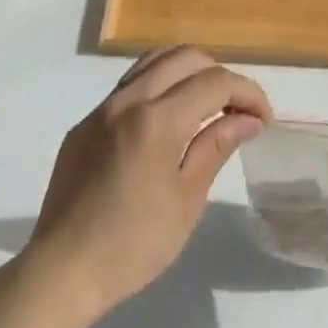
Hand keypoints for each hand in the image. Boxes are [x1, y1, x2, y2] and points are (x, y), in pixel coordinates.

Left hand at [22, 48, 271, 323]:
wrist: (62, 270)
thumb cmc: (133, 245)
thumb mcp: (186, 200)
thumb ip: (215, 146)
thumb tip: (247, 118)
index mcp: (156, 120)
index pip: (214, 82)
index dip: (248, 93)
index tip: (264, 119)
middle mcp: (126, 101)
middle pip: (184, 57)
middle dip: (220, 75)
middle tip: (238, 110)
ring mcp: (101, 109)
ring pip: (152, 62)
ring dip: (187, 72)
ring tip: (206, 106)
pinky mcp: (85, 124)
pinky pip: (128, 87)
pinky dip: (158, 88)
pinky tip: (168, 123)